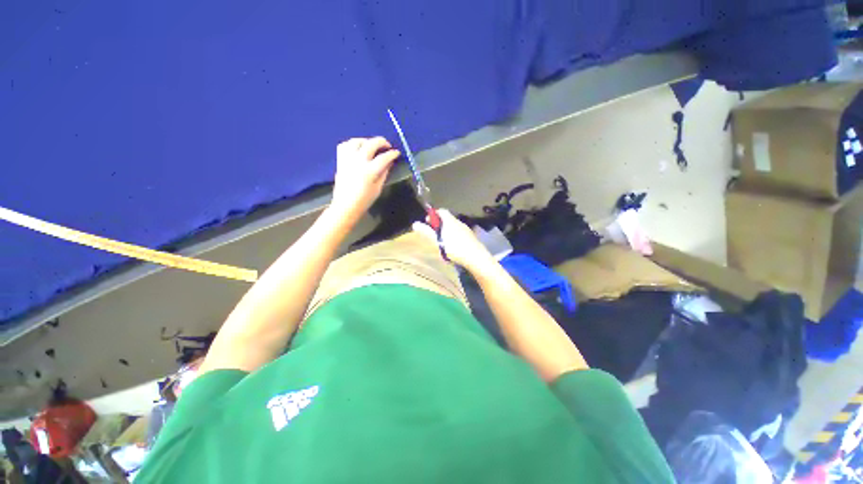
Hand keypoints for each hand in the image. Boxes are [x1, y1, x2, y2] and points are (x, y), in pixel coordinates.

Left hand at [330, 137, 399, 223]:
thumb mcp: (378, 188)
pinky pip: (344, 145)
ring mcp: (348, 159)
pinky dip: (352, 144)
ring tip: (372, 145)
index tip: (397, 153)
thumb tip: (389, 162)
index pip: (384, 157)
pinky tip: (358, 148)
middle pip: (371, 144)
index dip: (392, 154)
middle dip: (382, 142)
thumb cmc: (365, 200)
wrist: (346, 205)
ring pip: (357, 141)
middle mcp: (358, 162)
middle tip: (387, 146)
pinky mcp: (340, 160)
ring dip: (366, 141)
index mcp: (370, 171)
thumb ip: (384, 173)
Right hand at [412, 209, 494, 271]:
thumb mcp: (437, 241)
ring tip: (442, 241)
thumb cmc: (454, 248)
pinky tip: (453, 247)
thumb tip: (415, 224)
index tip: (427, 221)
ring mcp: (466, 229)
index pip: (441, 211)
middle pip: (447, 219)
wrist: (475, 257)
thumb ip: (426, 232)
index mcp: (450, 220)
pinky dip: (454, 236)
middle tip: (433, 233)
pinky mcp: (471, 237)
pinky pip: (459, 233)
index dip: (433, 214)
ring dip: (447, 231)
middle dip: (439, 224)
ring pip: (454, 227)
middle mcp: (458, 222)